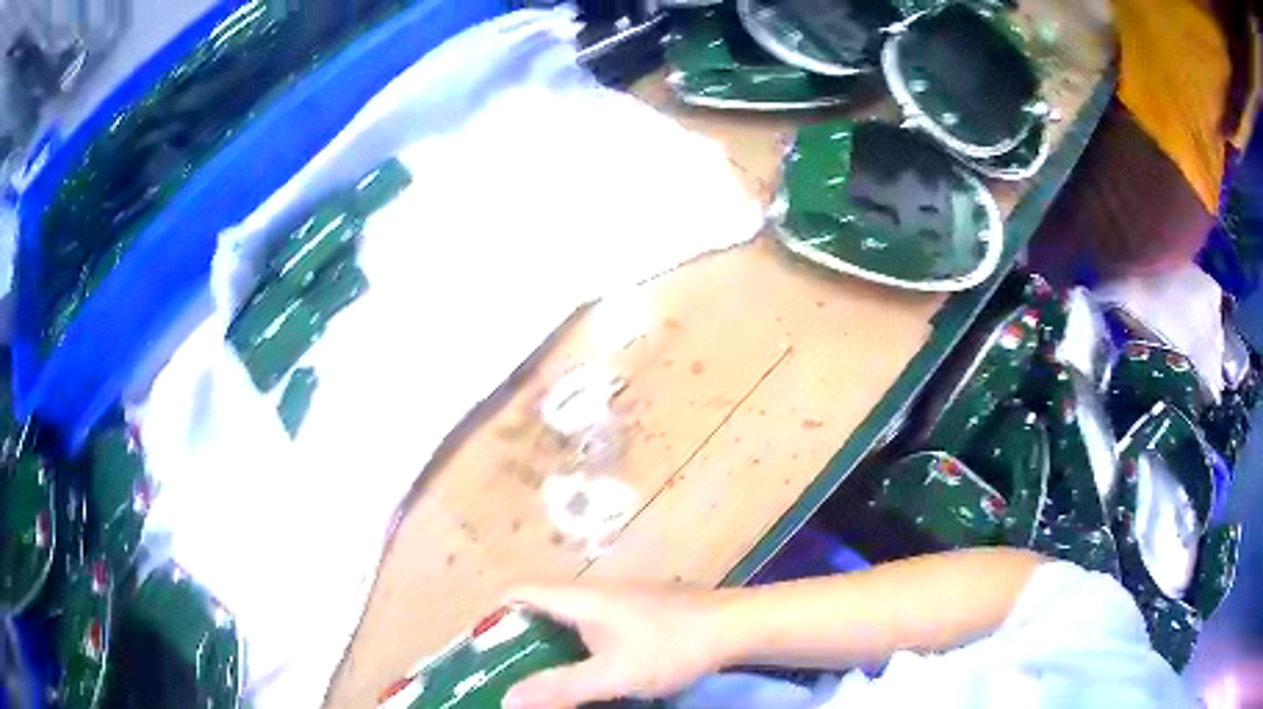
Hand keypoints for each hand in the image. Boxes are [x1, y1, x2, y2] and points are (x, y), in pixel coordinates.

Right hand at [502, 584, 727, 708]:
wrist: (735, 627)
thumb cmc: (669, 645)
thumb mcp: (612, 674)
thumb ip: (561, 688)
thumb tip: (506, 700)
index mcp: (579, 598)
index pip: (519, 592)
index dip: (494, 616)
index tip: (482, 652)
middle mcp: (593, 594)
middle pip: (540, 610)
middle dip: (519, 642)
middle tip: (507, 676)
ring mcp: (619, 605)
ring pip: (568, 624)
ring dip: (550, 650)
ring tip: (539, 682)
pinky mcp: (639, 617)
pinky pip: (593, 633)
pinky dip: (578, 653)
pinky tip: (587, 677)